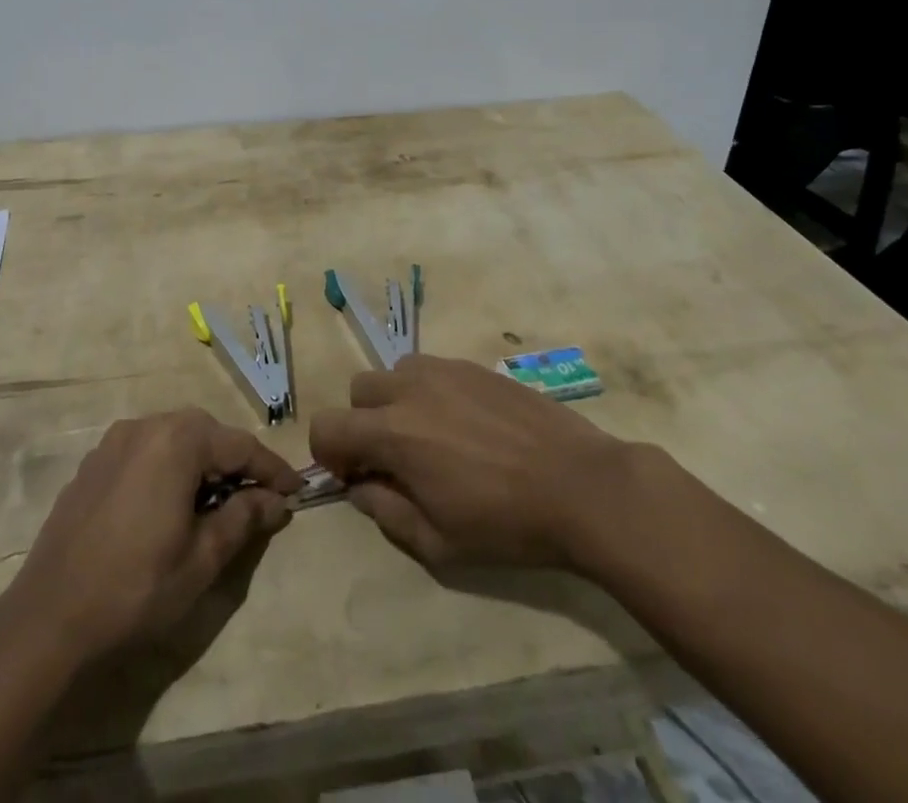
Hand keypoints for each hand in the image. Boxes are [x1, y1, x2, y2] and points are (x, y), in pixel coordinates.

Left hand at [4, 408, 299, 660]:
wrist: (48, 619)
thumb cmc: (136, 588)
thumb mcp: (202, 559)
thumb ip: (243, 519)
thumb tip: (276, 500)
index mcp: (177, 441)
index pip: (240, 445)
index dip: (272, 468)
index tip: (296, 491)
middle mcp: (146, 426)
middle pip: (206, 432)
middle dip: (235, 462)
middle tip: (258, 497)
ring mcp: (114, 441)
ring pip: (174, 438)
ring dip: (201, 463)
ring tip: (216, 502)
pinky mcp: (93, 463)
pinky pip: (145, 451)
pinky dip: (168, 467)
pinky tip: (170, 504)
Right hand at [309, 354, 633, 569]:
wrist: (580, 486)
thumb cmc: (507, 524)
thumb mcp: (439, 543)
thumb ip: (386, 513)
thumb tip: (360, 488)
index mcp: (393, 433)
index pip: (327, 426)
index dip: (329, 454)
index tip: (357, 477)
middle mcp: (409, 389)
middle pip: (357, 391)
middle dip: (362, 423)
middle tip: (395, 458)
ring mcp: (443, 370)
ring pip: (394, 373)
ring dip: (395, 402)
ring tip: (431, 436)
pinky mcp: (472, 365)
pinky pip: (430, 368)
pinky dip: (429, 391)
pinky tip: (464, 424)